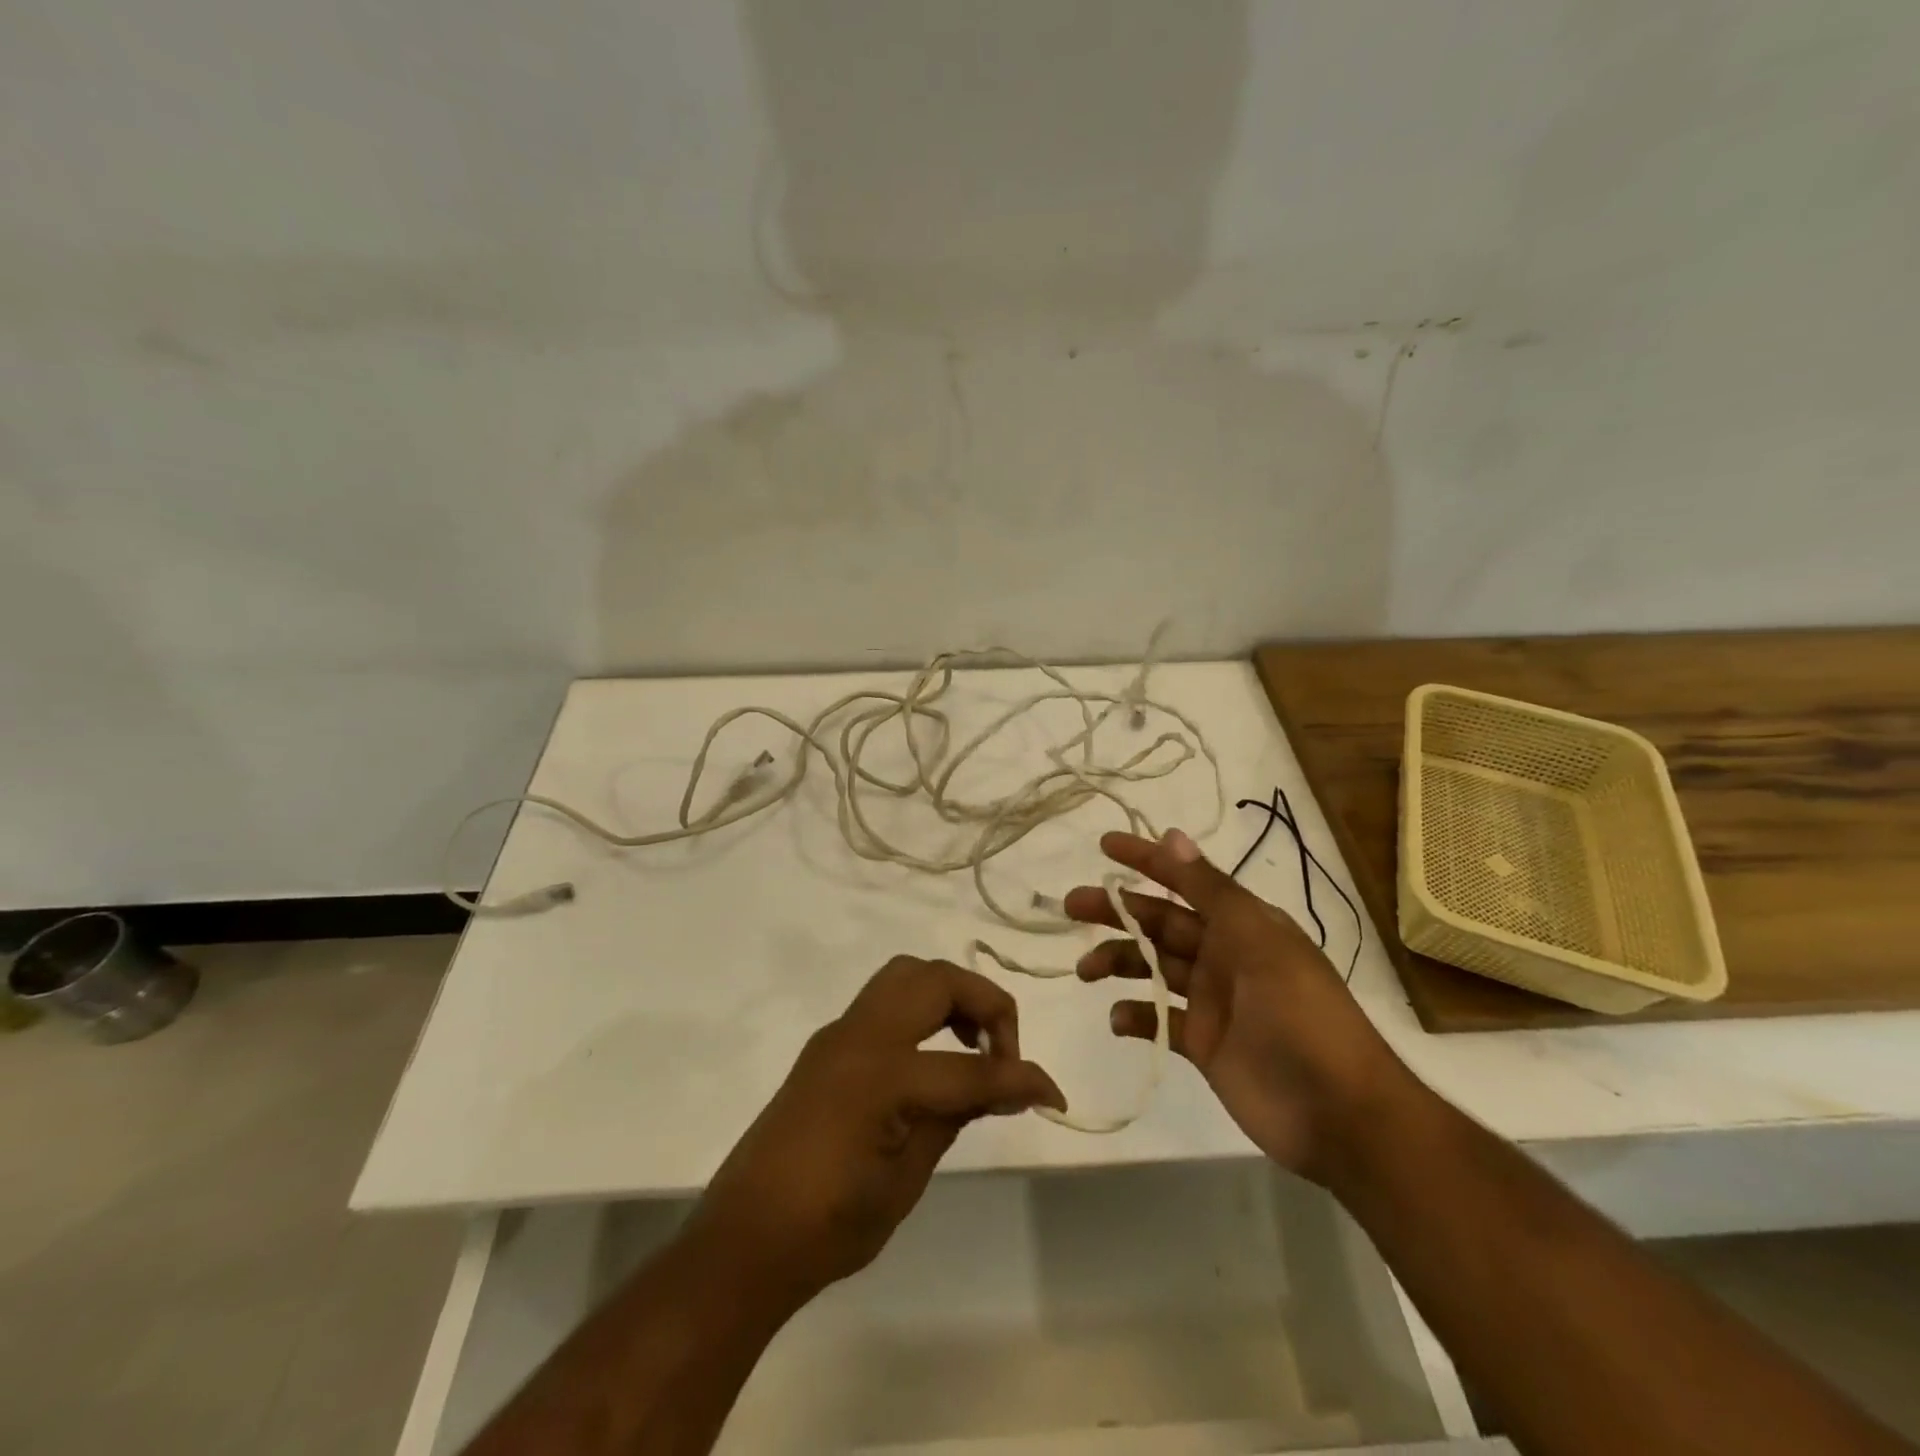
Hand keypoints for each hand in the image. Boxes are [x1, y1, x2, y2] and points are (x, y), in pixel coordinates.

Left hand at [687, 956, 1065, 1303]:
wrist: (744, 1239)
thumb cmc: (829, 1226)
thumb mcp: (906, 1179)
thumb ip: (954, 1117)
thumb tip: (1001, 1086)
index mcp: (882, 1075)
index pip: (970, 1067)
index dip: (1021, 1079)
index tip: (1054, 1096)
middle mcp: (860, 1035)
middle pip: (937, 980)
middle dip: (984, 1004)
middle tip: (1003, 1053)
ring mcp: (839, 1033)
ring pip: (907, 976)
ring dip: (950, 996)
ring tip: (971, 1048)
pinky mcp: (828, 1044)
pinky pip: (884, 1001)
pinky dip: (921, 1010)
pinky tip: (932, 1059)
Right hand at [1065, 829, 1411, 1184]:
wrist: (1339, 1115)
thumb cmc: (1302, 1016)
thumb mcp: (1259, 942)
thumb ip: (1211, 891)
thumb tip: (1172, 836)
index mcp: (1242, 925)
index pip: (1185, 882)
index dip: (1146, 861)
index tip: (1103, 846)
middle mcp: (1223, 955)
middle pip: (1159, 923)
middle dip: (1117, 911)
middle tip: (1072, 906)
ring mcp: (1211, 1001)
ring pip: (1152, 967)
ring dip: (1117, 961)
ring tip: (1085, 970)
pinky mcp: (1201, 1044)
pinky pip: (1158, 1019)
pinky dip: (1134, 1016)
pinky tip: (1118, 1019)